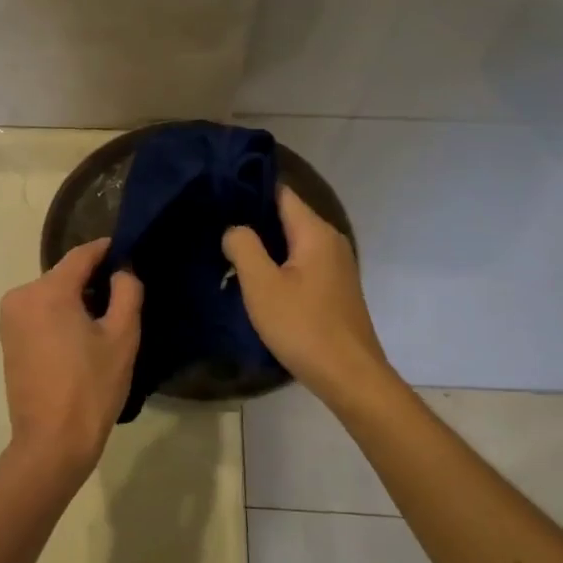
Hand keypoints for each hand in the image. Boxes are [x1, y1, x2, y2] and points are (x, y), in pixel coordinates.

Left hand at [0, 238, 143, 481]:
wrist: (51, 443)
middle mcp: (20, 296)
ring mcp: (9, 319)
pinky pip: (39, 314)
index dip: (108, 250)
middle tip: (124, 296)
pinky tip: (80, 338)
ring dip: (76, 301)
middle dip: (93, 281)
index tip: (130, 252)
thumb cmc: (91, 388)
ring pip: (51, 295)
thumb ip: (127, 292)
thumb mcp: (122, 337)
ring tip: (105, 321)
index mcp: (47, 291)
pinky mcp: (7, 340)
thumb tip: (122, 270)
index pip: (82, 255)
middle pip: (64, 275)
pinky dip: (59, 317)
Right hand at [223, 187, 389, 401]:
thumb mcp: (262, 285)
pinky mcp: (333, 287)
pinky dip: (277, 261)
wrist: (348, 375)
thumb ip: (243, 247)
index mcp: (315, 232)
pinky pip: (300, 261)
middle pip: (286, 215)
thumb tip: (234, 228)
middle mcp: (330, 240)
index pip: (281, 192)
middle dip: (252, 217)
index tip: (217, 189)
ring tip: (227, 247)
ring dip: (263, 243)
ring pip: (292, 241)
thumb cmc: (302, 326)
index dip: (249, 187)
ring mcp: (335, 264)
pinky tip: (254, 275)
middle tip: (213, 220)